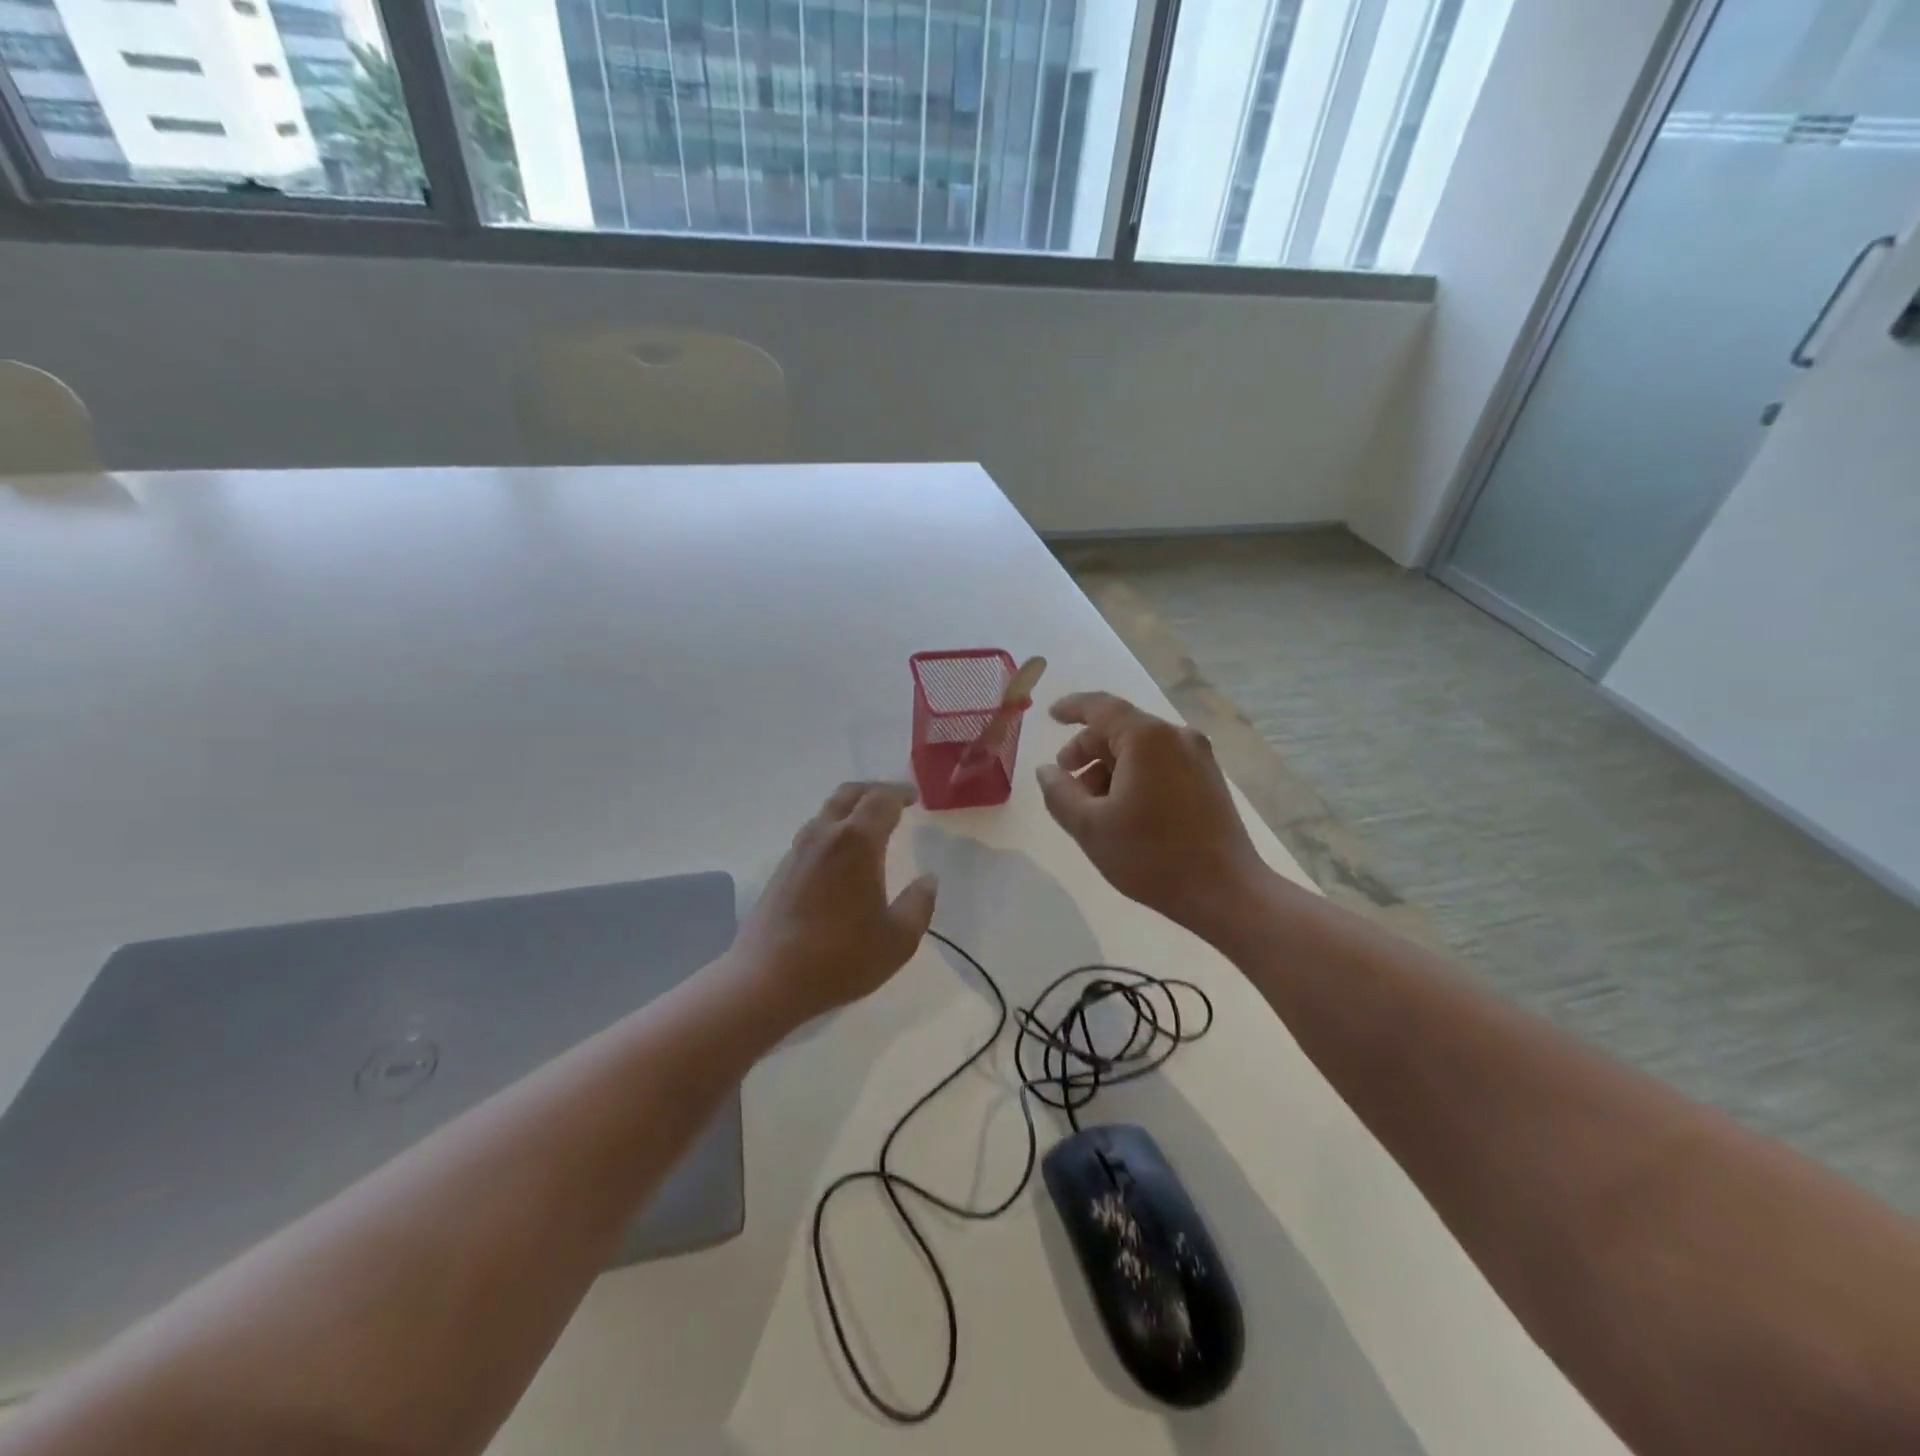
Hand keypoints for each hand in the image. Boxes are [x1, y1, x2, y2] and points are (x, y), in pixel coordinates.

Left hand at [730, 781, 937, 1025]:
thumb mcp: (897, 940)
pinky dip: (834, 828)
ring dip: (851, 808)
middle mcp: (825, 835)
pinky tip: (843, 855)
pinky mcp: (782, 869)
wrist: (767, 980)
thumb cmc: (840, 958)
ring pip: (827, 811)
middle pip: (849, 794)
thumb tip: (928, 880)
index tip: (914, 797)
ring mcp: (798, 851)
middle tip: (894, 799)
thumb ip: (919, 905)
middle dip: (874, 790)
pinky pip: (814, 833)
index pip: (881, 800)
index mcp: (857, 842)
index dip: (900, 793)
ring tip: (870, 824)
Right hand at [1036, 693, 1263, 932]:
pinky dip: (1135, 775)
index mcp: (1147, 738)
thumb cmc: (1151, 855)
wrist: (1225, 892)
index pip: (1101, 707)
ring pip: (1141, 749)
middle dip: (1087, 750)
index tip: (1050, 715)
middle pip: (1120, 728)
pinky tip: (1123, 810)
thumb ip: (1060, 793)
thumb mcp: (1090, 827)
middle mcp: (1176, 737)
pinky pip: (1161, 763)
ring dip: (1110, 767)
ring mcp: (1198, 758)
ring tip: (1093, 805)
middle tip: (1066, 781)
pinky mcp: (1209, 780)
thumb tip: (1047, 771)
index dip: (1072, 707)